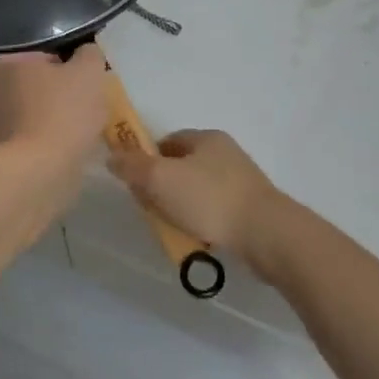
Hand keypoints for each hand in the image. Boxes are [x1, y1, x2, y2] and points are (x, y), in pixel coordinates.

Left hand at [0, 46, 107, 169]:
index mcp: (7, 64)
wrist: (42, 170)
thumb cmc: (63, 111)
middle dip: (67, 92)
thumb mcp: (88, 71)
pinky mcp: (14, 151)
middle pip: (44, 84)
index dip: (70, 64)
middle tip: (93, 100)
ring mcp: (3, 123)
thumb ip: (90, 55)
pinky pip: (45, 136)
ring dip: (65, 116)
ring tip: (90, 124)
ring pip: (45, 111)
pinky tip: (79, 144)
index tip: (87, 78)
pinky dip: (61, 139)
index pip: (45, 54)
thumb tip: (87, 54)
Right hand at [107, 130, 285, 273]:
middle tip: (150, 209)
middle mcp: (225, 153)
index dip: (146, 159)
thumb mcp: (161, 179)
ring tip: (172, 229)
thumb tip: (112, 156)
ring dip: (180, 207)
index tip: (135, 183)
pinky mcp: (249, 208)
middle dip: (161, 187)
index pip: (167, 141)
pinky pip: (214, 211)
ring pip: (196, 191)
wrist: (266, 234)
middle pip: (181, 167)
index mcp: (206, 138)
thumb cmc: (210, 199)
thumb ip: (133, 167)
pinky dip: (201, 222)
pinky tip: (195, 239)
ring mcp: (240, 181)